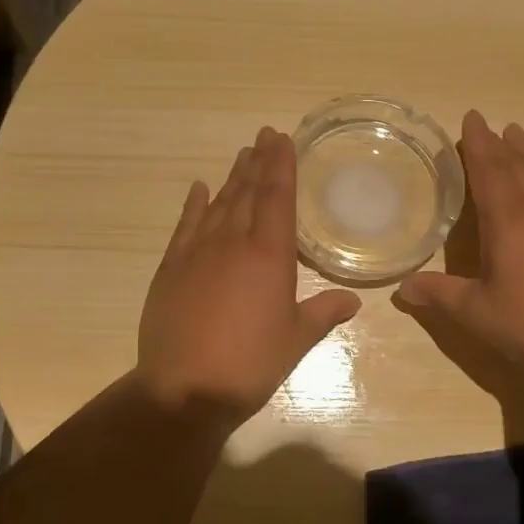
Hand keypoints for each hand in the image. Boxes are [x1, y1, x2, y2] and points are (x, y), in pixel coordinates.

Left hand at [136, 126, 361, 424]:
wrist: (185, 388)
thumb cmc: (250, 363)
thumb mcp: (296, 340)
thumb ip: (323, 314)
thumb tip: (352, 301)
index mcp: (269, 256)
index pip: (277, 197)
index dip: (281, 165)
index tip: (281, 138)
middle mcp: (233, 243)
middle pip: (248, 192)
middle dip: (258, 161)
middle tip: (264, 136)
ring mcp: (197, 252)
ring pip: (219, 204)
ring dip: (232, 178)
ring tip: (242, 155)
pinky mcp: (171, 268)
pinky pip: (185, 225)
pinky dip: (194, 204)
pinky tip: (200, 188)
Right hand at [396, 111, 523, 377]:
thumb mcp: (478, 313)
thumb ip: (440, 296)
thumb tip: (402, 288)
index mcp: (508, 220)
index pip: (488, 171)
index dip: (477, 145)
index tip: (471, 118)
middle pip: (516, 165)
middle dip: (498, 143)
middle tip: (486, 123)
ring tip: (516, 133)